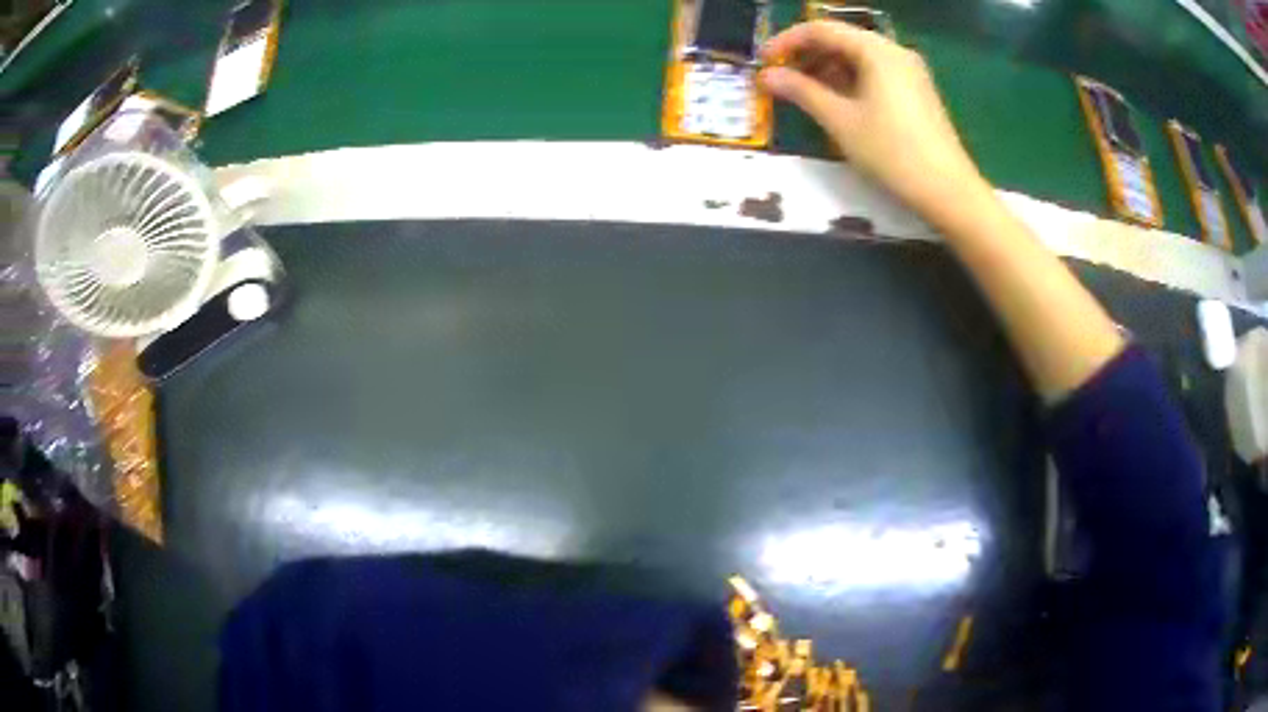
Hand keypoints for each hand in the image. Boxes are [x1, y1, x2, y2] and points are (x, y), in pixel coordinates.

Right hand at [758, 21, 990, 221]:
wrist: (948, 191)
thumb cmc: (892, 152)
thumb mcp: (841, 121)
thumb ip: (802, 91)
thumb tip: (767, 76)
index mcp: (876, 50)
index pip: (821, 29)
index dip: (787, 41)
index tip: (763, 61)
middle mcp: (894, 51)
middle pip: (841, 40)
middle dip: (807, 55)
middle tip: (780, 78)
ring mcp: (909, 71)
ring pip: (858, 57)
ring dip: (827, 69)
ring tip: (802, 92)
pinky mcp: (916, 91)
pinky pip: (875, 73)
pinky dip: (850, 80)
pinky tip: (835, 101)